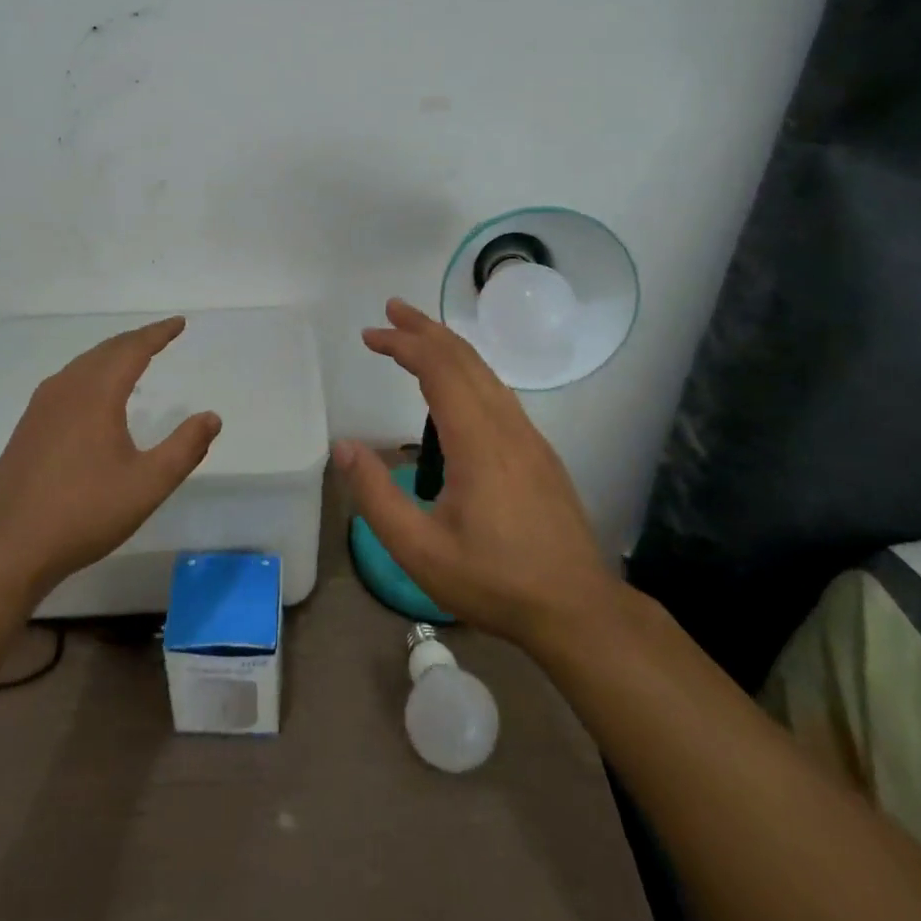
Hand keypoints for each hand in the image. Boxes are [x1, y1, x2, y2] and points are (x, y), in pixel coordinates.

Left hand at [0, 317, 221, 599]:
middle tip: (161, 335)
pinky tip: (94, 394)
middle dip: (136, 339)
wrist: (6, 548)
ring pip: (83, 365)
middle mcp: (66, 390)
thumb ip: (184, 448)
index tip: (179, 323)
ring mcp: (41, 408)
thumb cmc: (83, 514)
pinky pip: (67, 382)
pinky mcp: (27, 427)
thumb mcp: (147, 485)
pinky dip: (91, 372)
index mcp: (96, 395)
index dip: (158, 334)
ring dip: (111, 355)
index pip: (132, 350)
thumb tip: (212, 417)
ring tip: (133, 357)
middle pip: (105, 351)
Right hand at [333, 298, 619, 650]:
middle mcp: (507, 426)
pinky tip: (455, 385)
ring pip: (486, 372)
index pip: (439, 368)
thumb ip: (376, 496)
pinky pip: (499, 392)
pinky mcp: (539, 452)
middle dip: (425, 329)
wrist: (578, 609)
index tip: (370, 335)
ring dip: (448, 346)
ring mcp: (529, 437)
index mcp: (478, 441)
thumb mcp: (420, 550)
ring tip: (415, 337)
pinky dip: (468, 370)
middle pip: (465, 358)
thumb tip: (342, 446)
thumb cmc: (494, 581)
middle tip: (389, 312)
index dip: (403, 343)